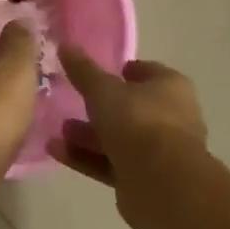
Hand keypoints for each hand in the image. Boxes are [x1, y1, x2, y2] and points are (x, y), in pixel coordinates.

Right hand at [51, 48, 207, 222]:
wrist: (161, 184)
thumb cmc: (137, 121)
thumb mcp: (103, 90)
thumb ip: (83, 70)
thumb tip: (65, 44)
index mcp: (171, 88)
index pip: (147, 72)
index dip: (123, 70)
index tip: (97, 73)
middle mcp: (172, 117)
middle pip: (131, 108)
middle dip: (100, 107)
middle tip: (72, 103)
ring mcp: (161, 152)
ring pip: (120, 138)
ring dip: (89, 135)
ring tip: (60, 130)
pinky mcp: (146, 180)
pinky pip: (112, 163)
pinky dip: (87, 157)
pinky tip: (57, 151)